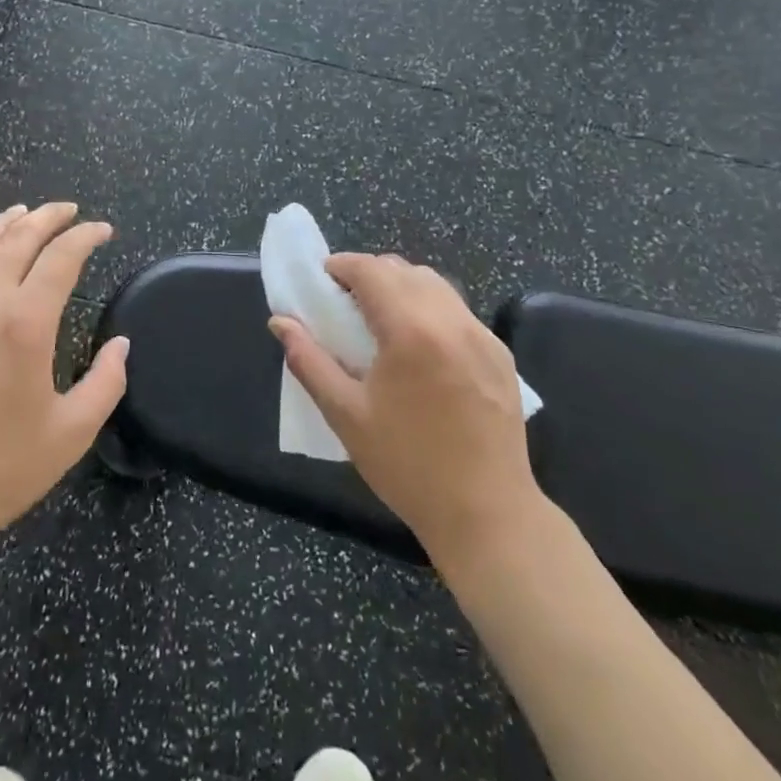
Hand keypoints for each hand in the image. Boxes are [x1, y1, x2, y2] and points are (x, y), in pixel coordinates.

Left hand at [0, 203, 127, 566]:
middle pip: (18, 239)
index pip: (61, 258)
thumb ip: (105, 382)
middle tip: (71, 210)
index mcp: (26, 323)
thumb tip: (121, 346)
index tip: (103, 230)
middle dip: (48, 217)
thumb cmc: (0, 469)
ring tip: (25, 212)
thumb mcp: (72, 433)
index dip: (86, 237)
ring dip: (5, 224)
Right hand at [271, 254, 542, 569]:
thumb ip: (308, 360)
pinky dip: (431, 309)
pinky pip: (458, 312)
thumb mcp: (346, 414)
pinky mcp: (501, 355)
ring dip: (402, 287)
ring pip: (436, 285)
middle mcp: (452, 320)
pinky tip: (418, 346)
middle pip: (404, 270)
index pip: (372, 270)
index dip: (342, 266)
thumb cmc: (407, 465)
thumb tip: (280, 322)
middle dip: (370, 274)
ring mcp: (483, 336)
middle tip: (344, 302)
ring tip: (379, 320)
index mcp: (412, 330)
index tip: (322, 279)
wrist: (487, 514)